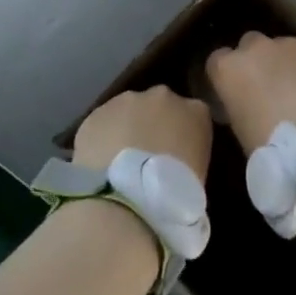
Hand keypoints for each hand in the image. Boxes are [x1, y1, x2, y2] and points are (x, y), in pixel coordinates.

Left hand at [74, 85, 212, 180]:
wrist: (128, 197)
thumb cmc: (175, 193)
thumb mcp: (199, 174)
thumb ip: (189, 155)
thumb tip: (175, 160)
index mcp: (196, 111)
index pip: (193, 116)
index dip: (182, 135)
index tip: (177, 155)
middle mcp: (162, 97)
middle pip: (159, 105)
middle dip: (152, 124)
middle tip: (147, 156)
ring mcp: (126, 101)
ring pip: (127, 111)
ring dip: (125, 128)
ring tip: (120, 162)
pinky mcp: (96, 114)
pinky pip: (102, 125)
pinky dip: (102, 138)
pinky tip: (101, 163)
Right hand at [205, 33, 295, 153]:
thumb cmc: (272, 148)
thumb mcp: (239, 130)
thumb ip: (236, 106)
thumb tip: (245, 104)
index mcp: (228, 69)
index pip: (216, 62)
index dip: (226, 76)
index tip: (232, 92)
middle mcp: (255, 48)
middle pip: (248, 45)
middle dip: (255, 61)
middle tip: (264, 88)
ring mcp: (290, 45)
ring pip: (280, 47)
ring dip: (283, 62)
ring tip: (295, 89)